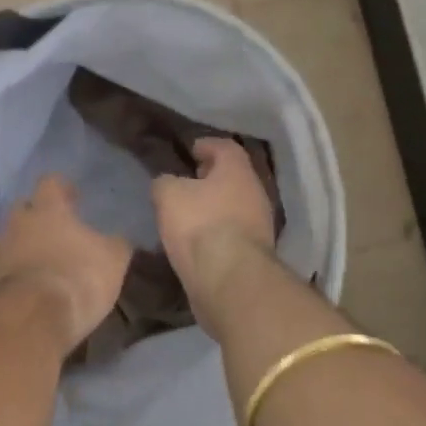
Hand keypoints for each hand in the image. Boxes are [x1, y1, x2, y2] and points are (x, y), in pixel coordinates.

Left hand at [0, 176, 131, 355]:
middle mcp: (16, 222)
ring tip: (33, 265)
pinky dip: (8, 277)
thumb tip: (119, 239)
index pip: (50, 182)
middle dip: (34, 219)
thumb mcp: (113, 260)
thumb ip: (114, 244)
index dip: (62, 190)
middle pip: (21, 209)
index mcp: (47, 208)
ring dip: (16, 248)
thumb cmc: (79, 276)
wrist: (33, 318)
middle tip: (52, 234)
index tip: (72, 200)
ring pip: (3, 240)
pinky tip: (23, 290)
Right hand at [152, 138, 275, 327]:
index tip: (190, 150)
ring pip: (235, 206)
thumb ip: (165, 183)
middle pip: (233, 177)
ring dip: (215, 207)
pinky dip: (217, 232)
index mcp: (237, 170)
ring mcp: (259, 225)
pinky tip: (198, 240)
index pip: (225, 147)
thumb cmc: (200, 225)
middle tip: (188, 181)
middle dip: (212, 178)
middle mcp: (255, 193)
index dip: (207, 145)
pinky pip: (233, 233)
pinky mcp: (255, 254)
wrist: (230, 280)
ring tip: (188, 213)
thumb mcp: (168, 195)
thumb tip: (167, 184)